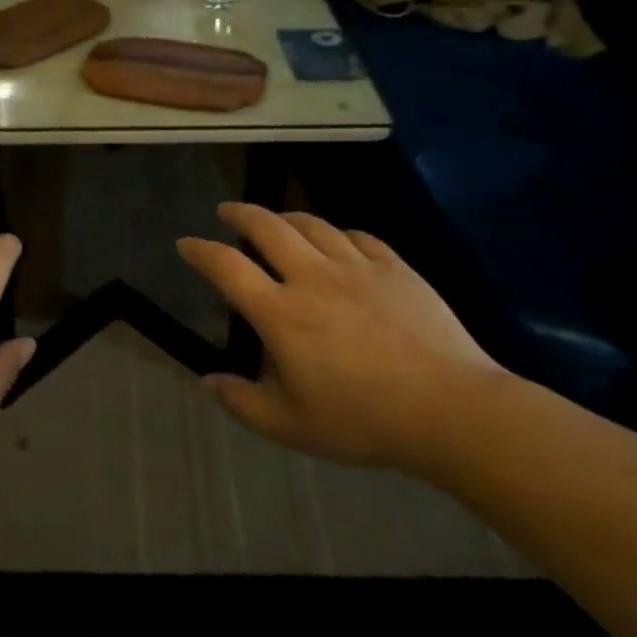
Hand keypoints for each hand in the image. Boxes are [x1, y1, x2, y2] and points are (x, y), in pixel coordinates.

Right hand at [178, 203, 506, 475]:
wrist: (451, 410)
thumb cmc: (364, 421)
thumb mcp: (291, 426)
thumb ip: (242, 402)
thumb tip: (207, 381)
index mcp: (281, 313)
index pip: (228, 267)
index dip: (201, 251)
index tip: (186, 243)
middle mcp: (313, 277)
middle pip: (268, 227)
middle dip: (241, 213)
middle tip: (227, 210)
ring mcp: (357, 268)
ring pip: (313, 225)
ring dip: (286, 217)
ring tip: (277, 220)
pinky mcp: (395, 268)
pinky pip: (360, 237)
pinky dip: (339, 233)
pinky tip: (339, 240)